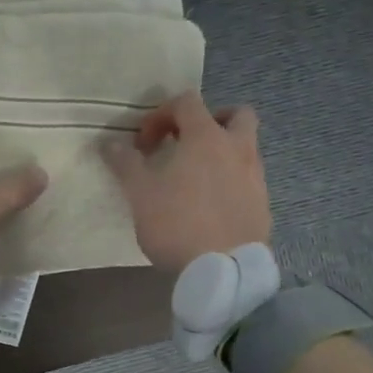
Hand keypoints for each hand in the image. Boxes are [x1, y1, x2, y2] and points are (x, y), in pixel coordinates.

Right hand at [102, 90, 269, 270]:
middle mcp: (237, 149)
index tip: (143, 143)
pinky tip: (209, 205)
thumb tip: (110, 143)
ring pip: (245, 148)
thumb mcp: (140, 193)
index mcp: (206, 137)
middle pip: (235, 114)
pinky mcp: (262, 205)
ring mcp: (255, 177)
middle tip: (186, 142)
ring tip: (194, 178)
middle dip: (210, 120)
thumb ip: (125, 163)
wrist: (224, 270)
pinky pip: (247, 179)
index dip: (161, 114)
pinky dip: (230, 181)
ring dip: (221, 152)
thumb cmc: (177, 222)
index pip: (187, 102)